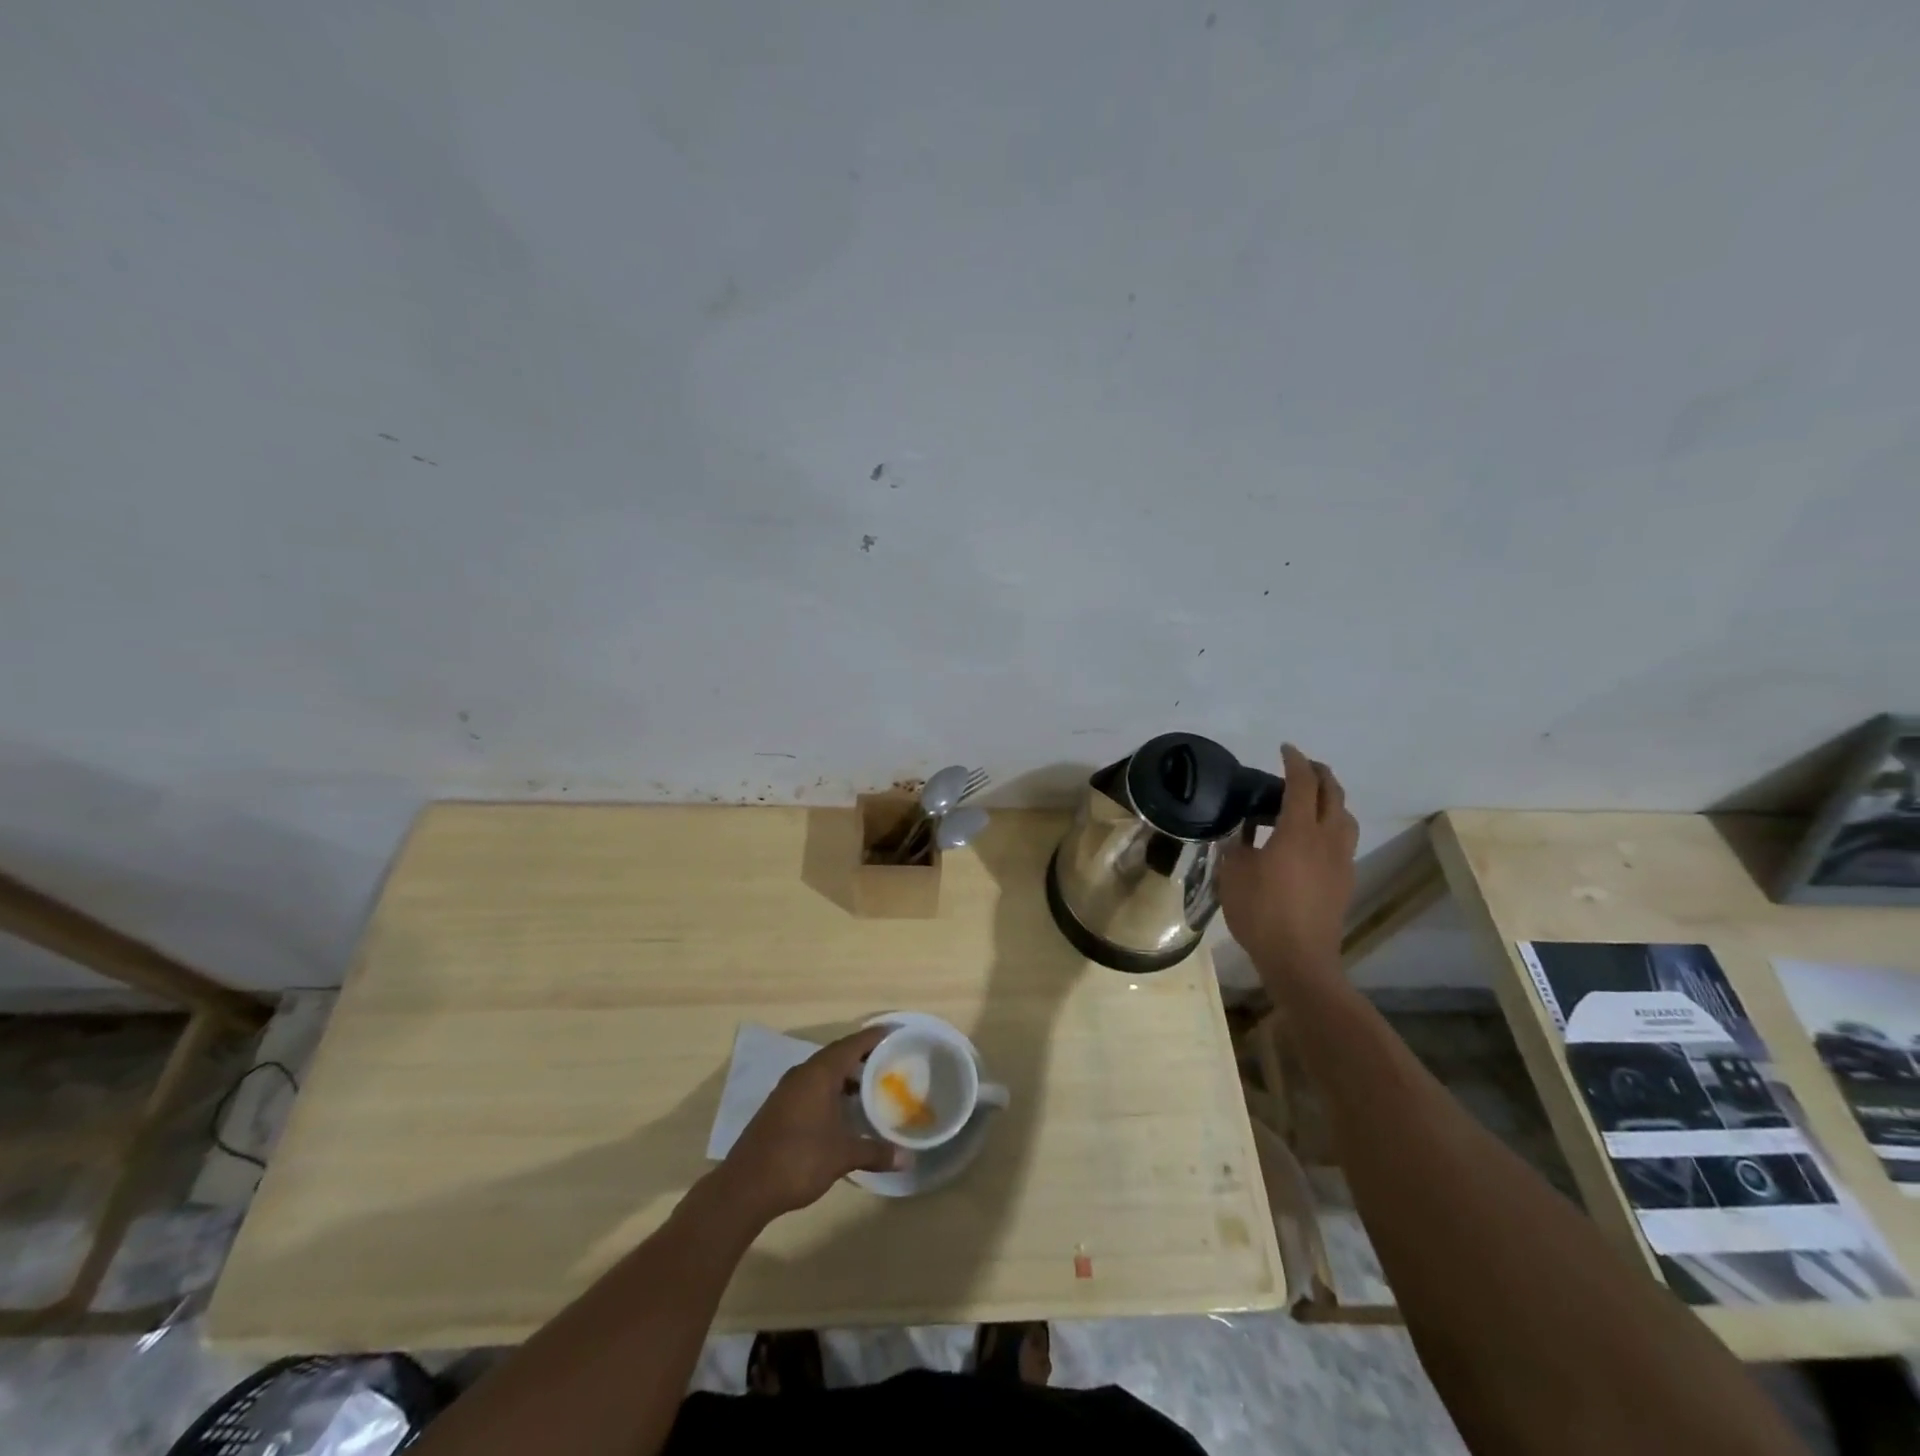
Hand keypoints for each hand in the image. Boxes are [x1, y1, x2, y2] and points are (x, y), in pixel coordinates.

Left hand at [720, 1027, 902, 1223]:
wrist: (745, 1187)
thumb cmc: (798, 1160)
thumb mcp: (842, 1156)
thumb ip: (876, 1152)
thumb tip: (909, 1158)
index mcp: (819, 1073)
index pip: (852, 1044)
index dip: (874, 1037)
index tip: (895, 1033)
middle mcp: (803, 1073)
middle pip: (838, 1053)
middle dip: (863, 1055)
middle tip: (889, 1059)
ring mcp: (788, 1090)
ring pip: (823, 1071)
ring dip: (846, 1074)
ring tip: (872, 1085)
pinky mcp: (780, 1106)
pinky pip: (812, 1085)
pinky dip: (831, 1088)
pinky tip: (843, 1109)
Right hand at [1217, 744, 1358, 987]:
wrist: (1299, 959)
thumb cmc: (1261, 912)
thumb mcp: (1233, 873)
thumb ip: (1237, 847)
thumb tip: (1240, 835)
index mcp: (1299, 831)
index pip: (1302, 784)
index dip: (1294, 762)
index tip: (1285, 749)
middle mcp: (1327, 839)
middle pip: (1333, 794)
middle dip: (1320, 774)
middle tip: (1302, 766)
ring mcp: (1341, 861)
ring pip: (1345, 817)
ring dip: (1332, 799)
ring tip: (1312, 800)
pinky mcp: (1345, 881)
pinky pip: (1343, 840)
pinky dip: (1332, 825)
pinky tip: (1313, 839)